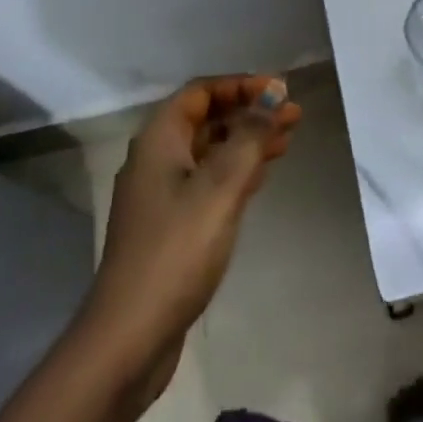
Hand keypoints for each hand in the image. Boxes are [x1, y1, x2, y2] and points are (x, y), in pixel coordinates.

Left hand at [84, 76, 300, 397]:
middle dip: (250, 112)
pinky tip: (261, 175)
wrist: (129, 336)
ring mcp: (161, 194)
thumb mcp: (221, 187)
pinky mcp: (170, 225)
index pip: (202, 91)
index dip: (242, 85)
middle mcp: (156, 158)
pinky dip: (236, 170)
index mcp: (159, 139)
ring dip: (247, 140)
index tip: (280, 91)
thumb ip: (250, 136)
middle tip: (294, 115)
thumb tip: (274, 94)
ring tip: (287, 139)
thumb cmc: (176, 250)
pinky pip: (208, 180)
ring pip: (210, 150)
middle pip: (207, 118)